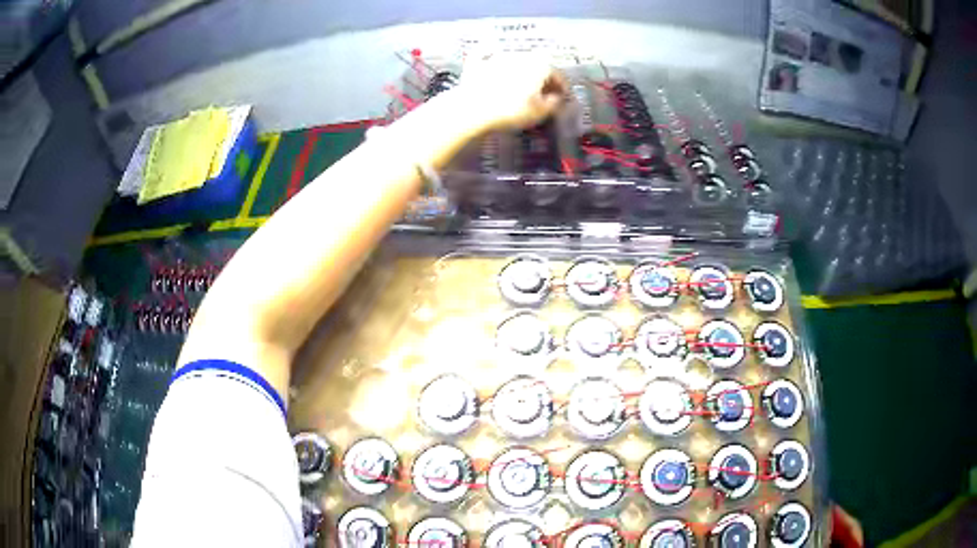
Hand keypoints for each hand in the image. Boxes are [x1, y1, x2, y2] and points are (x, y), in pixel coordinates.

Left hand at [454, 53, 567, 131]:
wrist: (473, 109)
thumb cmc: (512, 110)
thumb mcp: (540, 112)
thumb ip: (553, 103)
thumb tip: (556, 98)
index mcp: (540, 64)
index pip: (558, 74)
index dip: (562, 87)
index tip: (562, 97)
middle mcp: (521, 55)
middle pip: (537, 64)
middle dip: (542, 77)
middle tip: (543, 92)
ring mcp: (497, 56)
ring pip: (515, 60)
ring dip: (521, 69)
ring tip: (521, 84)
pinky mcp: (477, 62)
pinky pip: (485, 54)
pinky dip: (488, 54)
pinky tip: (488, 54)